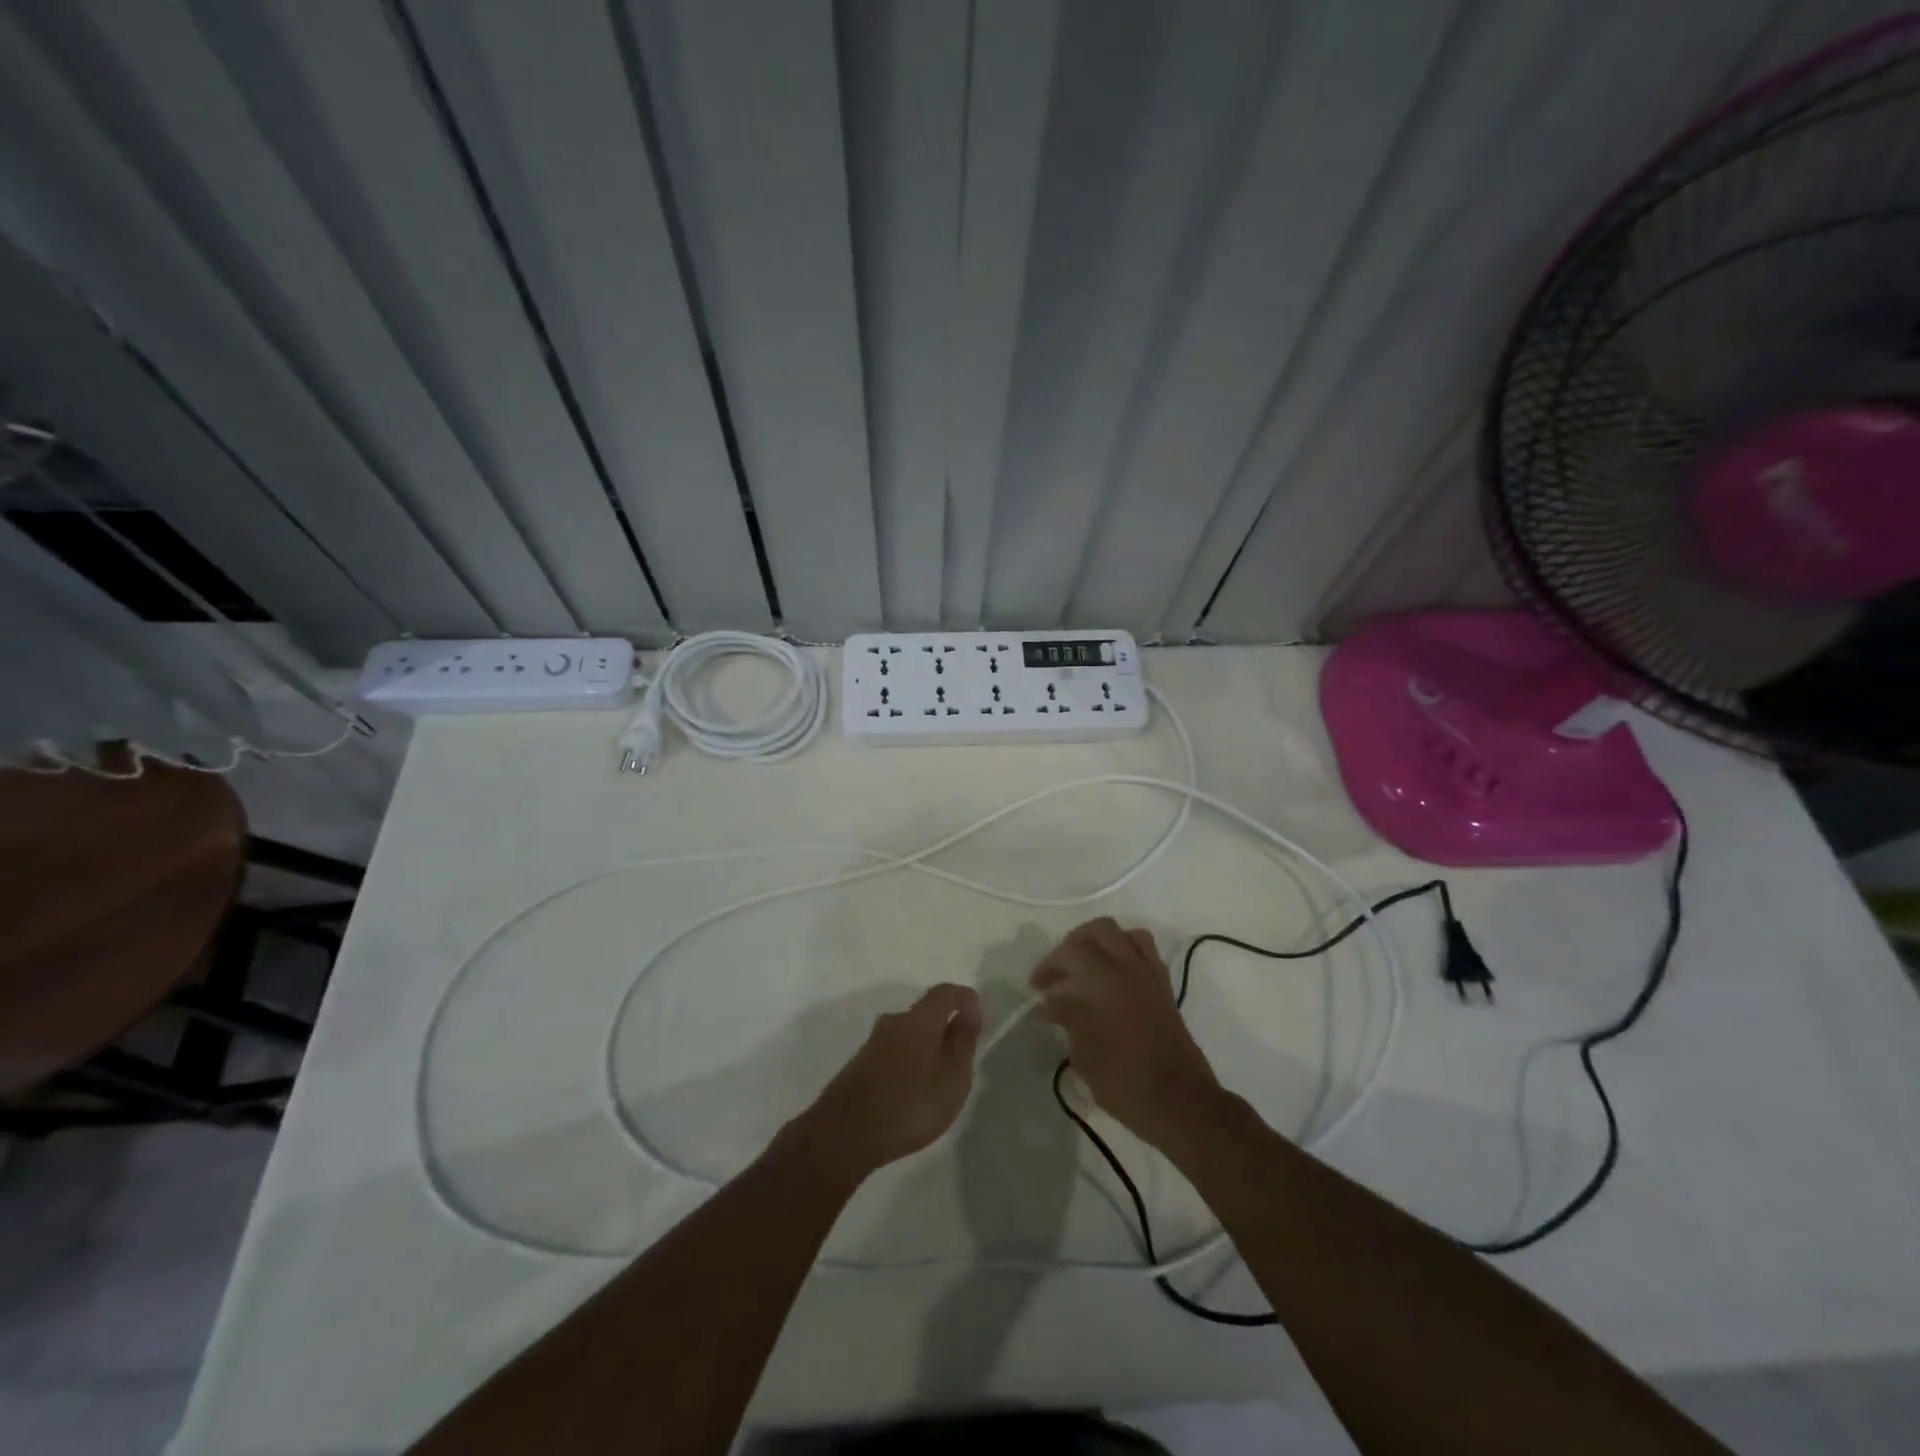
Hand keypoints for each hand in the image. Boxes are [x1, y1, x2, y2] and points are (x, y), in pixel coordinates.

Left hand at [794, 983, 981, 1181]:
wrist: (845, 1133)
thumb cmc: (910, 1104)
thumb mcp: (952, 1078)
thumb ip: (963, 1043)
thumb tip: (969, 1012)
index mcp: (919, 1019)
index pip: (945, 993)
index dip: (964, 998)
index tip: (978, 1016)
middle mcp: (893, 1022)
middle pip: (924, 1013)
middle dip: (944, 1026)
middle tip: (960, 1055)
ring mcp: (872, 1043)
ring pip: (907, 1034)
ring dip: (925, 1047)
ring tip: (937, 1079)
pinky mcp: (859, 1064)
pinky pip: (893, 1052)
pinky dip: (908, 1062)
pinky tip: (911, 1090)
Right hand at [1030, 918, 1222, 1149]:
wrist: (1181, 1103)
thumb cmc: (1125, 1081)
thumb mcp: (1085, 1053)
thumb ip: (1067, 1017)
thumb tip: (1050, 1002)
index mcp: (1106, 980)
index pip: (1071, 951)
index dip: (1049, 965)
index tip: (1036, 988)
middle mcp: (1130, 968)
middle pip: (1100, 930)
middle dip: (1074, 943)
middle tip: (1060, 970)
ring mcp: (1151, 976)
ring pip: (1126, 935)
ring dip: (1102, 943)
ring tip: (1087, 968)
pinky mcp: (1165, 990)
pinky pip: (1145, 953)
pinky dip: (1126, 955)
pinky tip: (1113, 979)